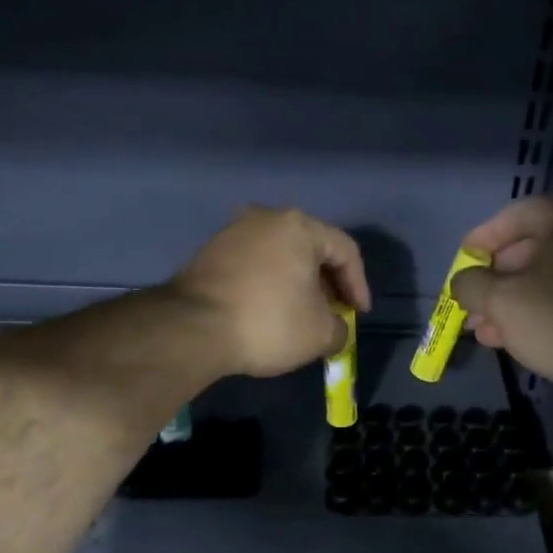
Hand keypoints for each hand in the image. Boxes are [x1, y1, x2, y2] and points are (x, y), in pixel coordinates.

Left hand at [168, 207, 371, 378]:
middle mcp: (265, 218)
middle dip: (328, 283)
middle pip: (311, 249)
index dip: (359, 285)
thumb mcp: (320, 334)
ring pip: (280, 256)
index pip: (345, 250)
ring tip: (303, 315)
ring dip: (298, 284)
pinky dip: (270, 285)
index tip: (359, 315)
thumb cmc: (269, 322)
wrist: (193, 328)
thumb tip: (335, 330)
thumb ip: (340, 329)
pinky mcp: (209, 253)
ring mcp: (233, 233)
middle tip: (334, 312)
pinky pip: (255, 266)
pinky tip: (271, 312)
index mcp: (299, 226)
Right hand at [449, 198, 552, 400]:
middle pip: (530, 249)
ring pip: (543, 280)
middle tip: (470, 298)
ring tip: (480, 327)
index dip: (486, 234)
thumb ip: (470, 283)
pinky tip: (507, 338)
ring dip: (507, 301)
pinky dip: (532, 312)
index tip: (464, 258)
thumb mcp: (500, 300)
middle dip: (493, 277)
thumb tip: (461, 281)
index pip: (520, 213)